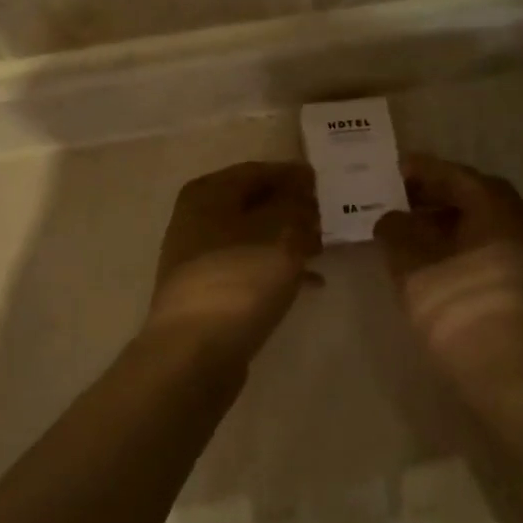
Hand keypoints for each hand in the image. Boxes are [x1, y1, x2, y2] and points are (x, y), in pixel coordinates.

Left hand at [142, 162, 322, 364]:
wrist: (194, 351)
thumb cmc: (239, 279)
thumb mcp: (281, 234)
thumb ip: (297, 207)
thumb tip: (303, 194)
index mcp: (208, 194)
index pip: (257, 171)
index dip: (292, 175)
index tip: (325, 182)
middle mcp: (196, 220)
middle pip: (252, 204)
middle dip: (292, 208)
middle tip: (328, 216)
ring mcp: (198, 259)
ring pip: (252, 238)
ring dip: (287, 240)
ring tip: (324, 248)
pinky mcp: (207, 293)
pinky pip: (248, 269)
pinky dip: (277, 270)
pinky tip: (310, 283)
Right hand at [373, 156, 522, 412]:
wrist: (506, 379)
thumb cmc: (458, 311)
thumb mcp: (413, 266)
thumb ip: (396, 231)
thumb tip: (391, 218)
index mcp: (500, 212)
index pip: (459, 176)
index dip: (423, 170)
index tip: (393, 168)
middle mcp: (521, 227)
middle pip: (476, 197)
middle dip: (436, 193)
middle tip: (399, 196)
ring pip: (483, 224)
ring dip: (447, 219)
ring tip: (408, 226)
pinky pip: (489, 247)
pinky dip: (460, 242)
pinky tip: (432, 257)